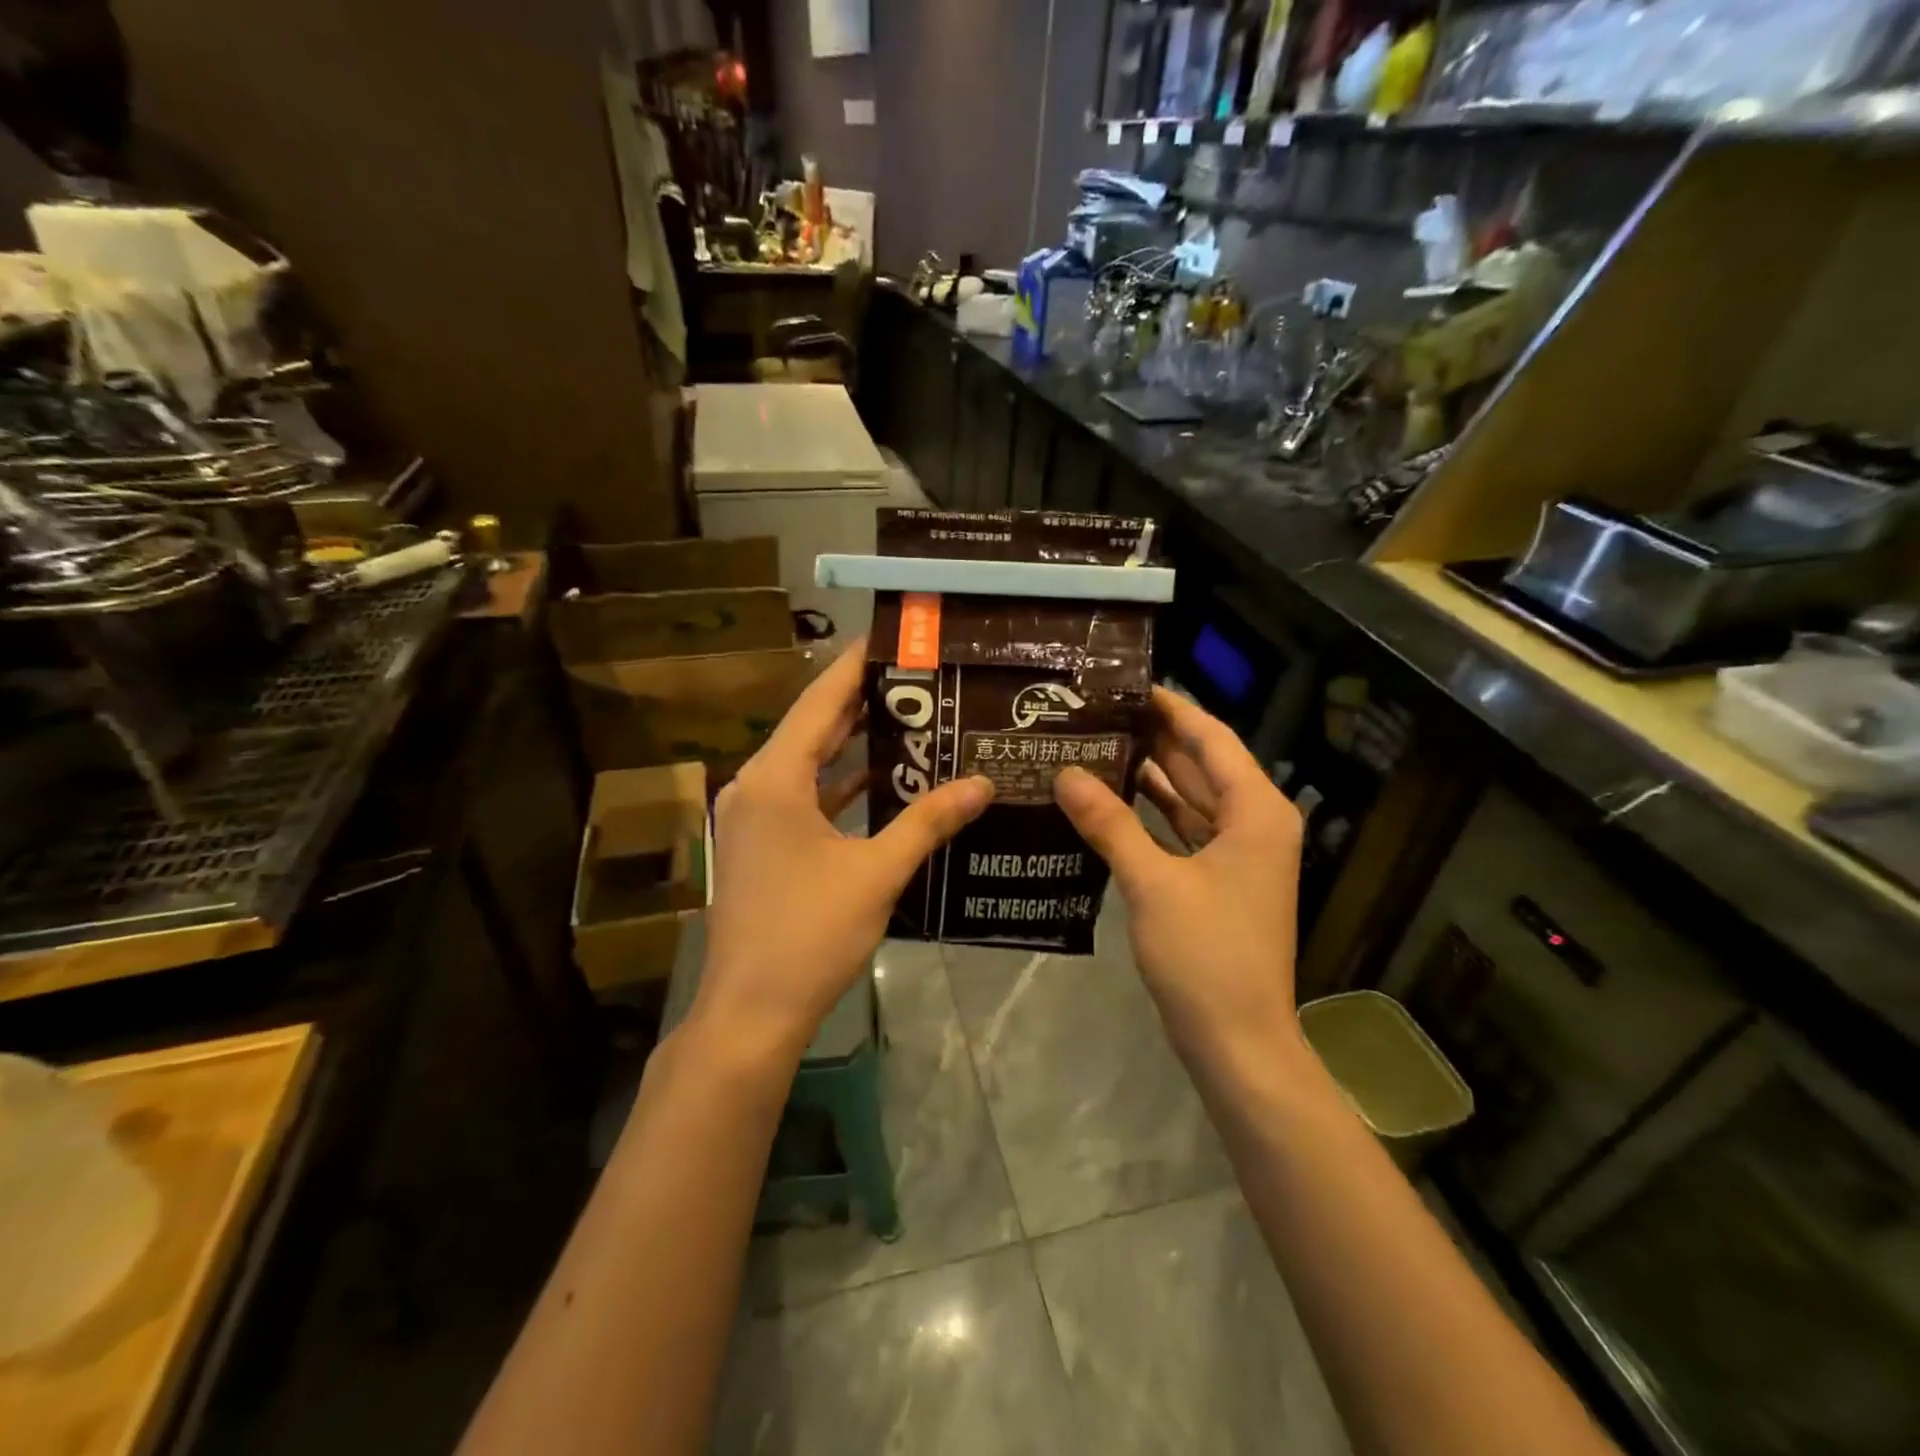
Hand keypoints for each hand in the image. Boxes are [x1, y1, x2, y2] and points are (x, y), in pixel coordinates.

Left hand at [691, 638, 993, 1063]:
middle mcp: (755, 787)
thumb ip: (929, 822)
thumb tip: (983, 784)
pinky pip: (803, 799)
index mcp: (774, 779)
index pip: (819, 702)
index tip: (892, 639)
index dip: (855, 667)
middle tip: (916, 678)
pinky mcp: (759, 847)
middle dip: (862, 703)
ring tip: (909, 720)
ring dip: (852, 747)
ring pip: (808, 766)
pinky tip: (882, 783)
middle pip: (812, 729)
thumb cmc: (810, 933)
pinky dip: (839, 787)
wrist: (751, 1012)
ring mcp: (751, 819)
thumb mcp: (877, 872)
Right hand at [1054, 686, 1303, 1058]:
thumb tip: (1065, 773)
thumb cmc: (1205, 955)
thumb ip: (1108, 823)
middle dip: (1152, 737)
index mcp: (1255, 811)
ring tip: (1094, 744)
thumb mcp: (1152, 883)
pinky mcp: (1218, 879)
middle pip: (1200, 764)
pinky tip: (1109, 799)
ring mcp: (1238, 853)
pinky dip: (1151, 814)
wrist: (1238, 1041)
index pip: (1210, 738)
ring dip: (1148, 775)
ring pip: (1189, 797)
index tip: (1124, 684)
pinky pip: (1183, 829)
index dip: (1170, 708)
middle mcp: (1254, 822)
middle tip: (1096, 712)